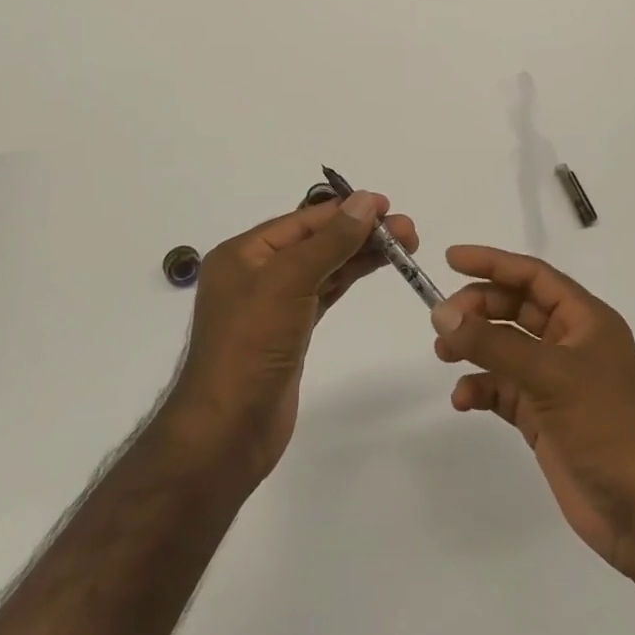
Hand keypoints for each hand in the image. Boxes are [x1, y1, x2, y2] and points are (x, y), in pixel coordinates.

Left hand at [165, 192, 417, 487]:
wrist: (227, 433)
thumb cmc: (250, 347)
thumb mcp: (288, 283)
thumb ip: (330, 242)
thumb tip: (365, 201)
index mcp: (244, 253)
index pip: (303, 221)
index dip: (345, 210)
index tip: (387, 205)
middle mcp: (256, 273)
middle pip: (316, 242)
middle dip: (360, 232)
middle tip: (407, 231)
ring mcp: (273, 305)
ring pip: (324, 267)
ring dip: (360, 254)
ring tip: (404, 246)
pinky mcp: (289, 333)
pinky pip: (323, 293)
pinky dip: (348, 278)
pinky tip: (374, 267)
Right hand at [430, 246, 634, 581]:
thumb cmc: (607, 426)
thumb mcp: (550, 375)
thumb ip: (493, 343)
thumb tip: (442, 313)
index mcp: (586, 320)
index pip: (534, 276)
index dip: (493, 263)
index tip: (451, 259)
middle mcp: (571, 344)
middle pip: (516, 309)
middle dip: (479, 308)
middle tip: (442, 318)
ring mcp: (557, 383)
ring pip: (506, 349)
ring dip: (475, 347)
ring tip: (443, 354)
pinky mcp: (545, 419)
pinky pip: (504, 390)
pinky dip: (482, 389)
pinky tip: (463, 399)